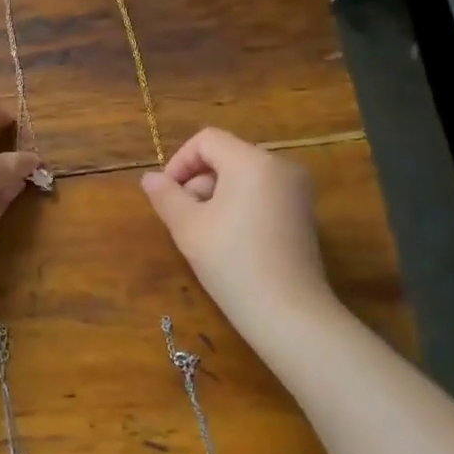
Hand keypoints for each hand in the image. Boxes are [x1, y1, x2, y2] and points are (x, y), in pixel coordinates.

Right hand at [141, 127, 332, 327]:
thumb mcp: (188, 227)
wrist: (288, 313)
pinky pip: (262, 193)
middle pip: (226, 156)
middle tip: (183, 218)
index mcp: (253, 161)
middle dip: (197, 181)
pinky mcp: (303, 213)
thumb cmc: (232, 263)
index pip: (207, 140)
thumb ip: (166, 196)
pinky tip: (229, 240)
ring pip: (243, 176)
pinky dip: (240, 205)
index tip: (167, 195)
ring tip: (204, 232)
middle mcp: (280, 166)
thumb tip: (150, 178)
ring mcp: (297, 190)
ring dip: (216, 195)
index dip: (180, 162)